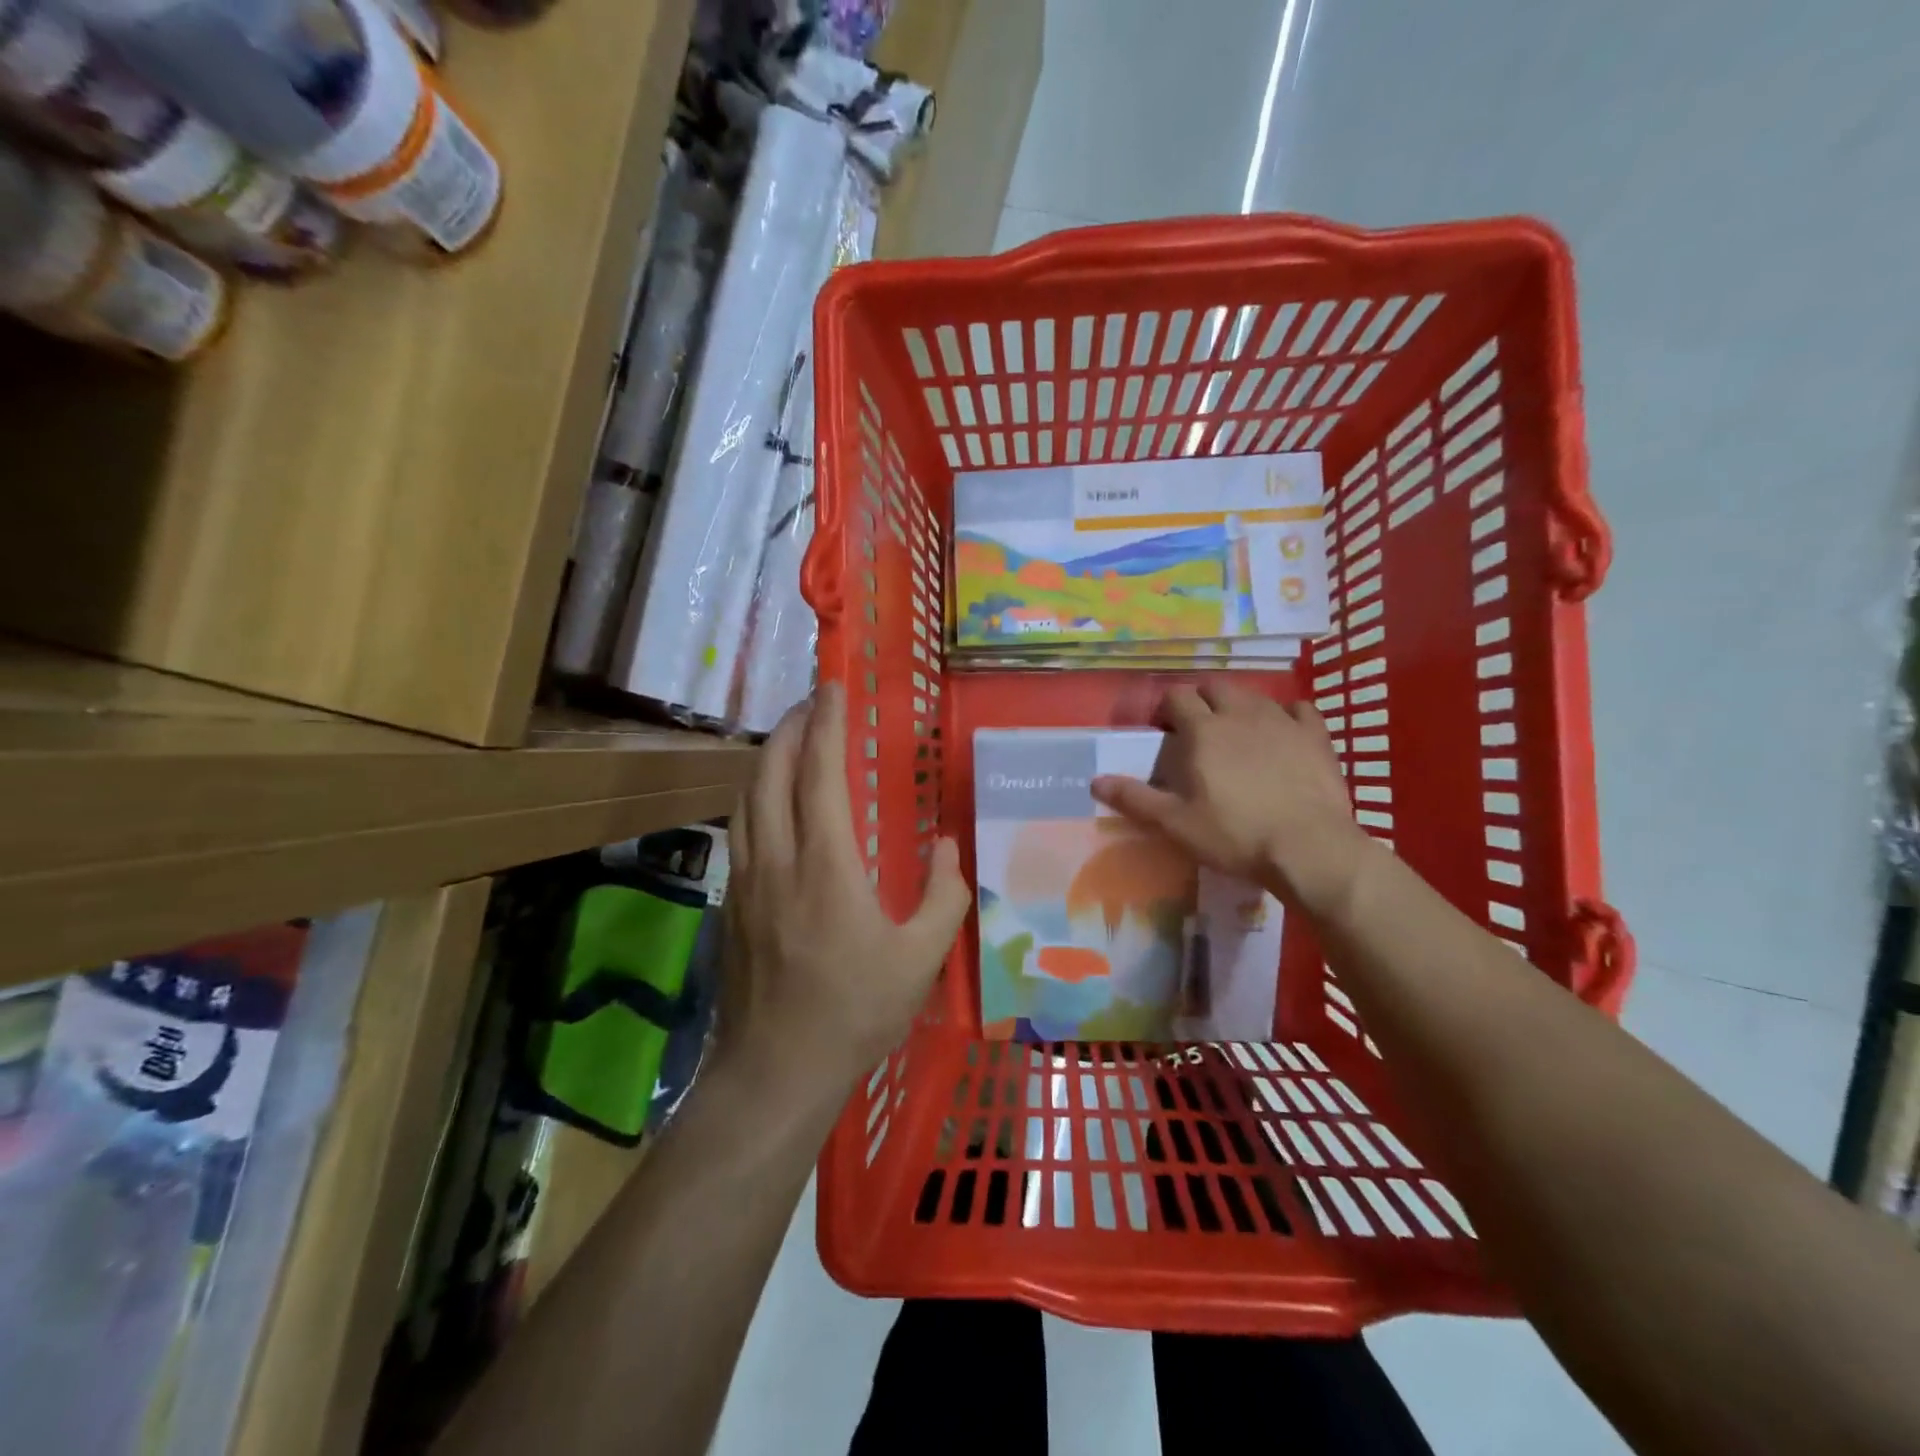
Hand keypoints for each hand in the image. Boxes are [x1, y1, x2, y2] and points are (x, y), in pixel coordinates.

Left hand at [719, 682, 971, 1098]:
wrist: (775, 1071)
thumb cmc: (854, 1011)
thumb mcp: (921, 958)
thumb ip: (943, 894)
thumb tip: (945, 846)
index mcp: (825, 864)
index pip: (821, 772)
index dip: (829, 723)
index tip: (834, 686)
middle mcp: (776, 858)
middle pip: (771, 771)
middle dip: (792, 727)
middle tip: (814, 704)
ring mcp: (744, 880)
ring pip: (746, 798)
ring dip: (769, 758)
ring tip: (793, 742)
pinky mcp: (729, 904)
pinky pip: (739, 829)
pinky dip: (756, 796)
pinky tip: (771, 805)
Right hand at [1089, 682, 1374, 918]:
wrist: (1309, 848)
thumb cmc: (1235, 835)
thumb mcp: (1176, 824)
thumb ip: (1135, 799)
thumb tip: (1095, 781)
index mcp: (1203, 731)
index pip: (1177, 696)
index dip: (1166, 707)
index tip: (1163, 730)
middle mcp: (1240, 714)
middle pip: (1216, 686)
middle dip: (1202, 699)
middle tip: (1197, 729)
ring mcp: (1282, 721)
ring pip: (1254, 695)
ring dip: (1239, 705)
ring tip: (1236, 731)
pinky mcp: (1316, 736)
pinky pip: (1298, 710)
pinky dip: (1286, 715)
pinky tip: (1283, 733)